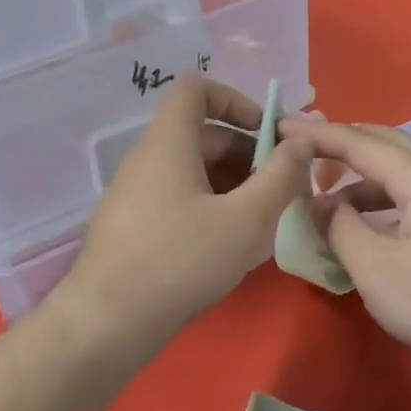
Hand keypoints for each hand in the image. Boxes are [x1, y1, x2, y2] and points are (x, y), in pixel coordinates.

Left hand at [63, 78, 309, 343]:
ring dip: (233, 185)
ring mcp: (134, 195)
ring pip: (192, 172)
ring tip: (263, 222)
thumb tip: (302, 142)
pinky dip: (209, 207)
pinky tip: (230, 245)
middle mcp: (146, 160)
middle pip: (201, 135)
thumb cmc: (182, 261)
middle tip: (281, 190)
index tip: (268, 134)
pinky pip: (177, 199)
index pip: (195, 89)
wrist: (109, 321)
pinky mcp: (132, 227)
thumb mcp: (246, 220)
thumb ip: (280, 177)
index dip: (236, 100)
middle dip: (248, 154)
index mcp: (168, 144)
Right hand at [277, 119, 410, 375]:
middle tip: (303, 154)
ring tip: (325, 199)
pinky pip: (410, 198)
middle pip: (386, 145)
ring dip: (360, 179)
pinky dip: (379, 202)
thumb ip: (341, 230)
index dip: (318, 135)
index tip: (281, 128)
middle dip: (342, 144)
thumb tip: (321, 205)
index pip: (361, 143)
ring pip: (400, 174)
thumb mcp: (376, 269)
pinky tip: (365, 227)